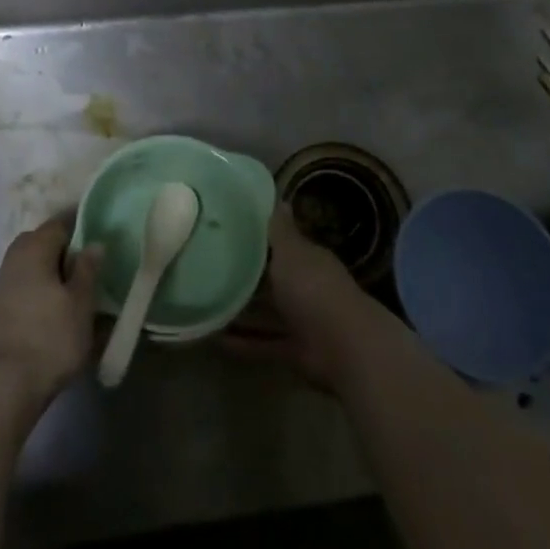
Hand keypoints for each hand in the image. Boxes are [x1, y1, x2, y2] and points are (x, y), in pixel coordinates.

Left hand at [0, 215, 103, 408]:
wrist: (5, 384)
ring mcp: (2, 284)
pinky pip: (25, 286)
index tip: (101, 234)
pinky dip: (41, 290)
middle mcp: (14, 258)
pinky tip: (55, 309)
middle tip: (89, 264)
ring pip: (32, 266)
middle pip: (42, 242)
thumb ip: (88, 268)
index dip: (81, 225)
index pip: (60, 223)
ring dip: (52, 272)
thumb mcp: (81, 302)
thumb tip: (93, 243)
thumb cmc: (51, 336)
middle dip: (65, 249)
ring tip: (76, 290)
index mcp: (34, 248)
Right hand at [223, 206, 377, 388]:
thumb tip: (279, 197)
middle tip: (208, 268)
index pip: (281, 244)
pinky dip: (244, 343)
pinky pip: (264, 344)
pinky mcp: (295, 351)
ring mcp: (302, 320)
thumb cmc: (313, 288)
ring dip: (242, 311)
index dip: (256, 238)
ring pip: (267, 312)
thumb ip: (280, 229)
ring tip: (206, 305)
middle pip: (272, 278)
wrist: (343, 347)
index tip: (226, 232)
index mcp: (307, 259)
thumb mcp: (291, 252)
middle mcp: (306, 287)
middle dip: (245, 275)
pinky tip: (215, 340)